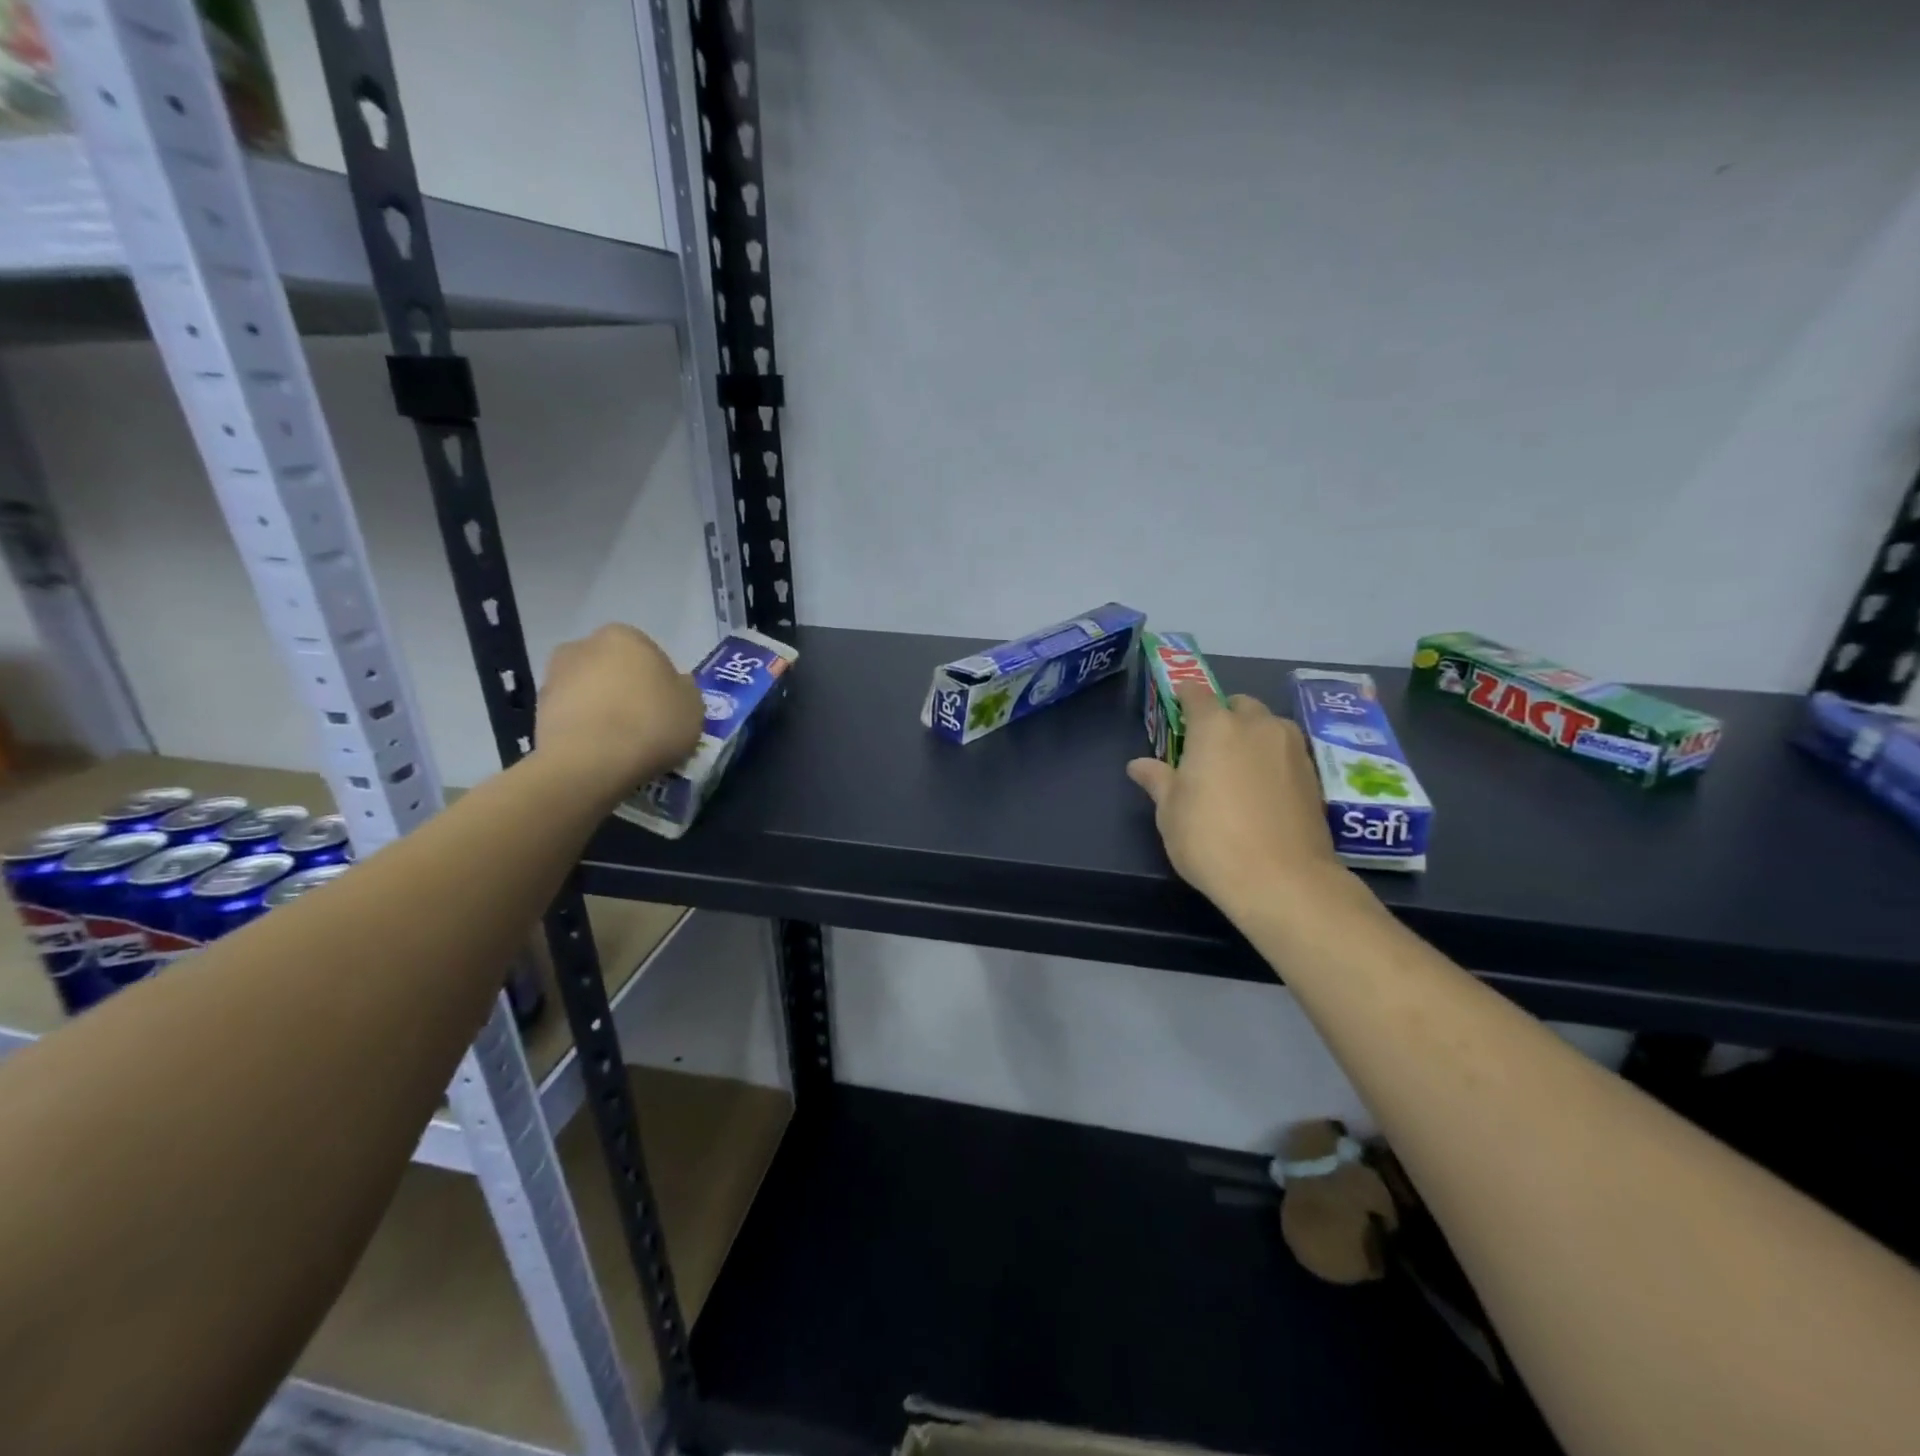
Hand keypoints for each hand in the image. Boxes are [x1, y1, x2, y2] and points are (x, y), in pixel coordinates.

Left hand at [536, 624, 703, 799]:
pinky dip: (585, 727)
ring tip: (620, 743)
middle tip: (644, 723)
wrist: (589, 763)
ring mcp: (555, 676)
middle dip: (627, 689)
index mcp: (625, 636)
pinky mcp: (537, 708)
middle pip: (615, 668)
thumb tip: (674, 686)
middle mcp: (585, 645)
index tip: (667, 708)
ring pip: (590, 690)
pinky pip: (573, 714)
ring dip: (603, 708)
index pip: (650, 654)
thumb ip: (685, 689)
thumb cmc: (650, 724)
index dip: (661, 682)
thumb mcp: (693, 706)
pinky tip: (600, 751)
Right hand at [1126, 687, 1348, 921]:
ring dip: (1253, 734)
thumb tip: (1138, 765)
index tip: (1177, 707)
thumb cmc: (1210, 840)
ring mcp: (1291, 748)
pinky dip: (1273, 758)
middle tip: (1208, 746)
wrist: (1282, 880)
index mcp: (1214, 727)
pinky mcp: (1314, 775)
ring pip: (1269, 725)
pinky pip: (1287, 751)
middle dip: (1223, 715)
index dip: (1185, 697)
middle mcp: (1256, 726)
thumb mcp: (1170, 812)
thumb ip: (1158, 780)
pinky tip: (1263, 789)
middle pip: (1239, 704)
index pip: (1197, 694)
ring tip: (1239, 766)